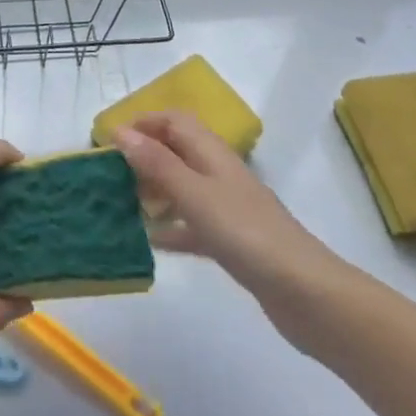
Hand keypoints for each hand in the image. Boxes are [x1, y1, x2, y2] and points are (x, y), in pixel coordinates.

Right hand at [115, 111, 346, 348]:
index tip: (110, 141)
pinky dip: (171, 227)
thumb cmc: (246, 234)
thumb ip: (157, 163)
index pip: (174, 121)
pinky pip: (193, 224)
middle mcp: (219, 173)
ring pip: (182, 187)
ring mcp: (227, 208)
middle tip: (110, 176)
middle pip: (176, 151)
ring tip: (121, 204)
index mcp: (212, 154)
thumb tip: (120, 132)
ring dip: (154, 191)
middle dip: (144, 157)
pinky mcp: (232, 242)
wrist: (306, 294)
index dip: (143, 123)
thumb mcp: (195, 195)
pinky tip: (150, 241)